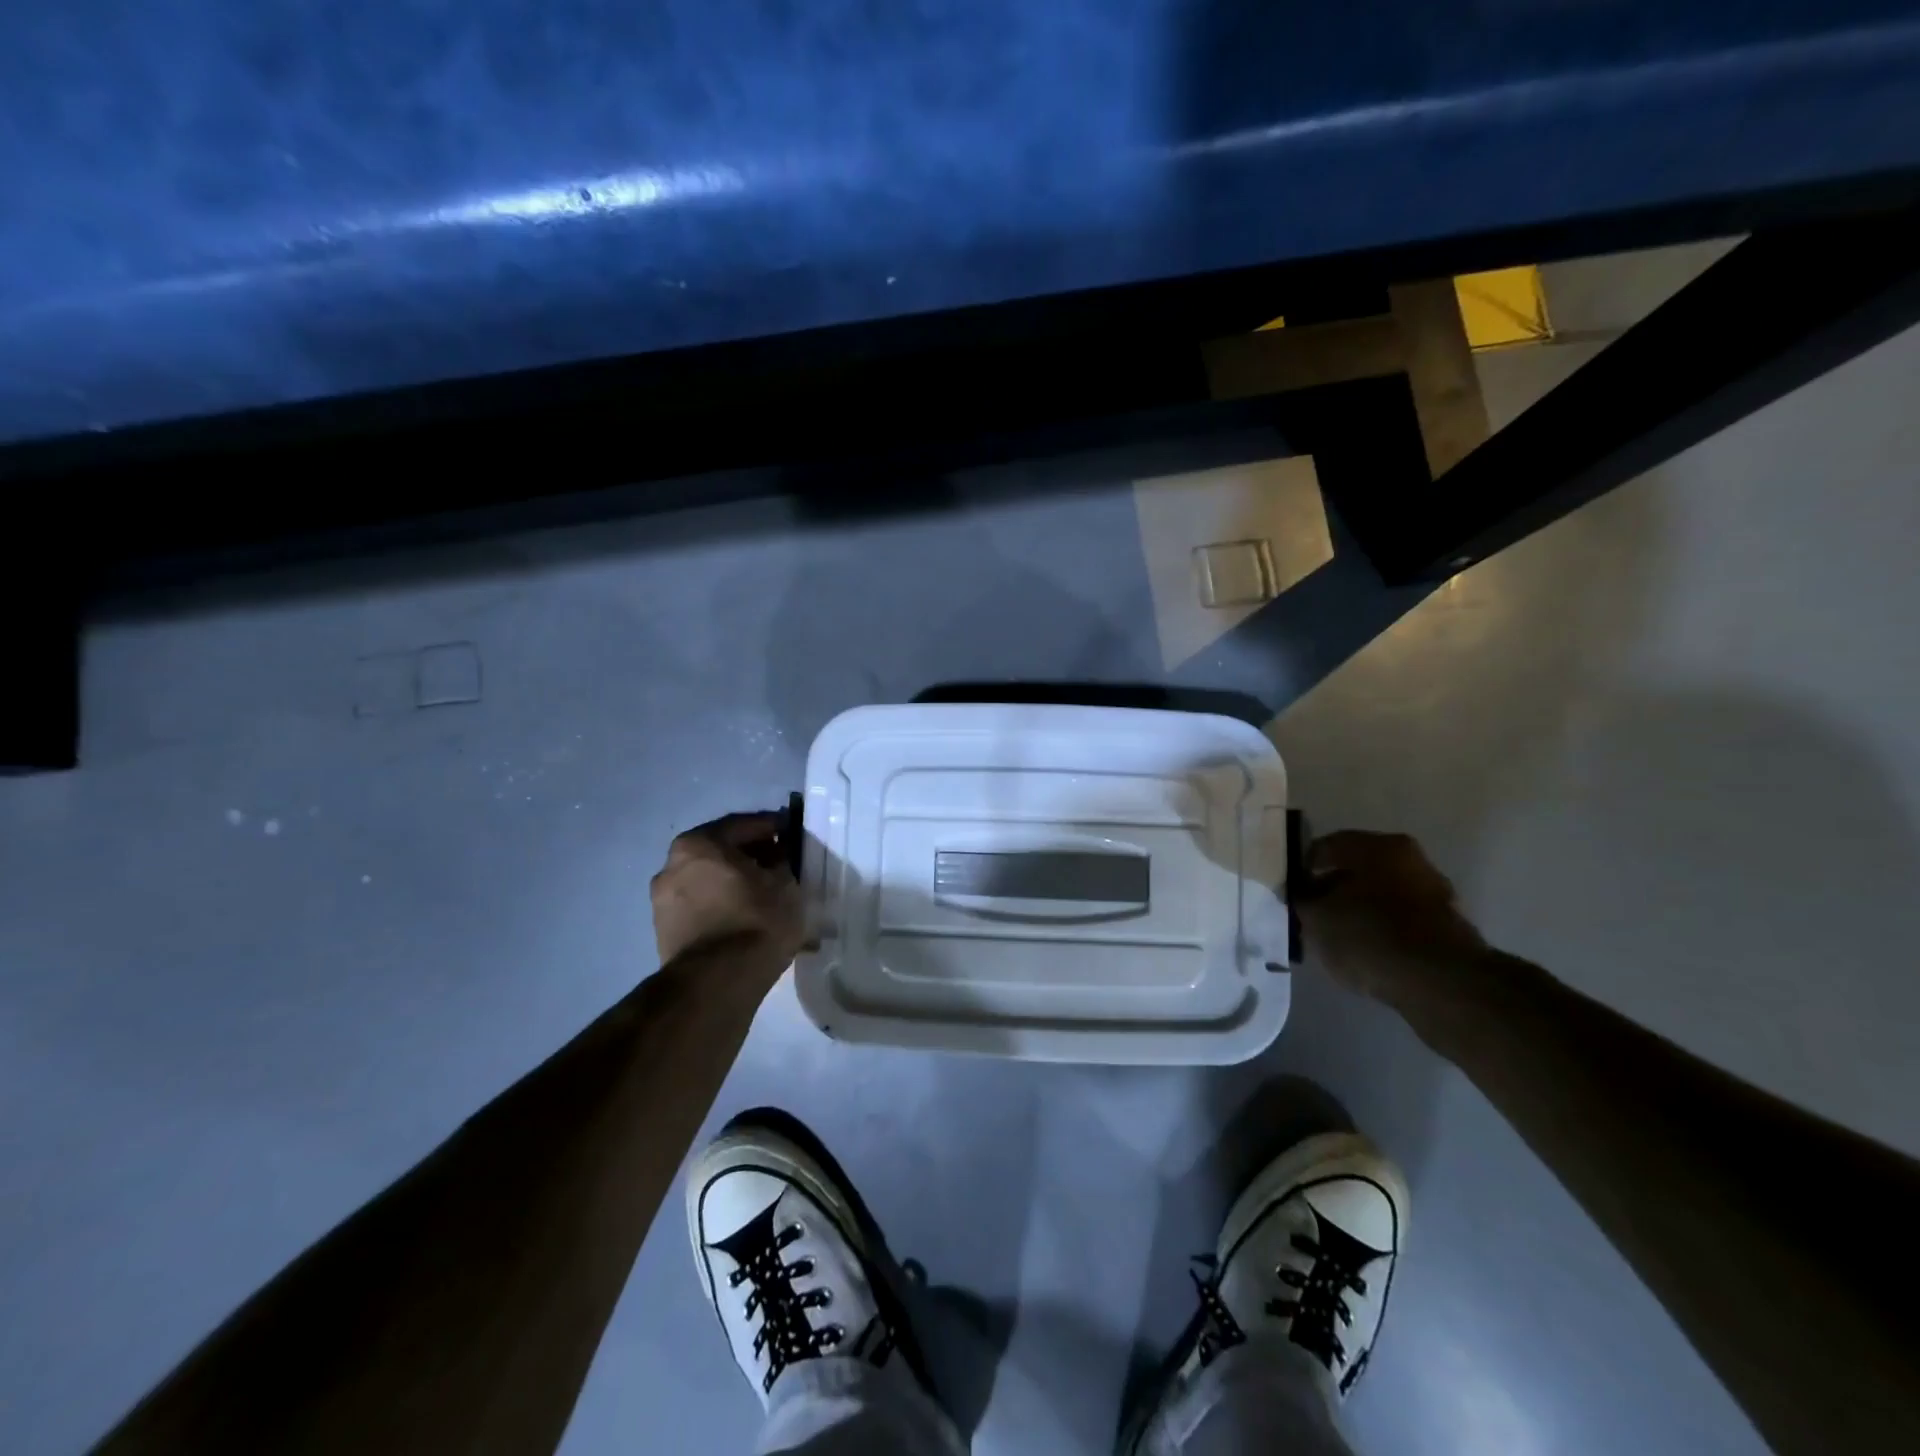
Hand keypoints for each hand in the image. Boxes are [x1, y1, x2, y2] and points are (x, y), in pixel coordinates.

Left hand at [651, 811, 806, 976]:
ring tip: (769, 899)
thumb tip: (777, 857)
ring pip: (712, 883)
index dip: (772, 828)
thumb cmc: (755, 920)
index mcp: (698, 844)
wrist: (717, 983)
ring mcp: (663, 902)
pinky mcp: (665, 933)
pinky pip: (703, 909)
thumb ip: (781, 861)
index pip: (742, 825)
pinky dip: (725, 909)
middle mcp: (672, 866)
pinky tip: (750, 922)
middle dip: (753, 859)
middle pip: (722, 854)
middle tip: (782, 867)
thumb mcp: (784, 883)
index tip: (792, 835)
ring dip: (738, 886)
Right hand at [1297, 831, 1488, 1010]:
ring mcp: (1433, 892)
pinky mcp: (1445, 926)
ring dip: (1357, 910)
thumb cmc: (1369, 935)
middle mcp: (1410, 859)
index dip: (1301, 868)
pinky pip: (1399, 920)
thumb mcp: (1317, 918)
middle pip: (1356, 869)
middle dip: (1332, 889)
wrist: (1440, 983)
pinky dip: (1379, 929)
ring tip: (1334, 937)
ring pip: (1379, 895)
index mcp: (1377, 846)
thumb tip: (1301, 894)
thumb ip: (1302, 900)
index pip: (1325, 846)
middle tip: (1310, 913)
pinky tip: (1363, 951)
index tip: (1289, 891)